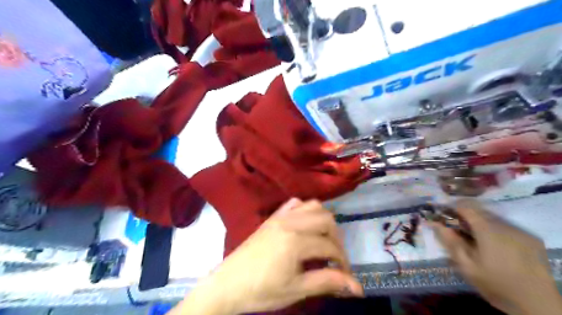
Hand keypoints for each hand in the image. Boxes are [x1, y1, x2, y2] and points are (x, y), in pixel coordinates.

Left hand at [172, 199, 364, 314]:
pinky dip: (306, 210)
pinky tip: (305, 225)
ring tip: (323, 240)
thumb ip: (327, 282)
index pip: (330, 247)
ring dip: (324, 221)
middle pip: (326, 220)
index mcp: (296, 241)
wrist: (228, 284)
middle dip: (337, 239)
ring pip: (313, 206)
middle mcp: (291, 222)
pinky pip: (294, 204)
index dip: (343, 262)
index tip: (345, 277)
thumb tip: (358, 288)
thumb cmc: (261, 290)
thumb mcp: (296, 289)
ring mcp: (281, 216)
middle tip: (335, 258)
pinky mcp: (273, 217)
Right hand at [431, 200, 558, 314]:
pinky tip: (494, 247)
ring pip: (493, 218)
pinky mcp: (531, 239)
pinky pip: (506, 227)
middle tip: (456, 231)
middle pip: (479, 211)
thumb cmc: (496, 285)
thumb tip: (434, 223)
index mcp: (488, 231)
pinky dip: (495, 231)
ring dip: (480, 224)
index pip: (466, 206)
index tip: (442, 216)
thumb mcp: (466, 266)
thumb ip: (450, 241)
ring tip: (475, 241)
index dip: (452, 207)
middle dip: (465, 217)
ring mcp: (521, 232)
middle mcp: (505, 226)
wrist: (538, 306)